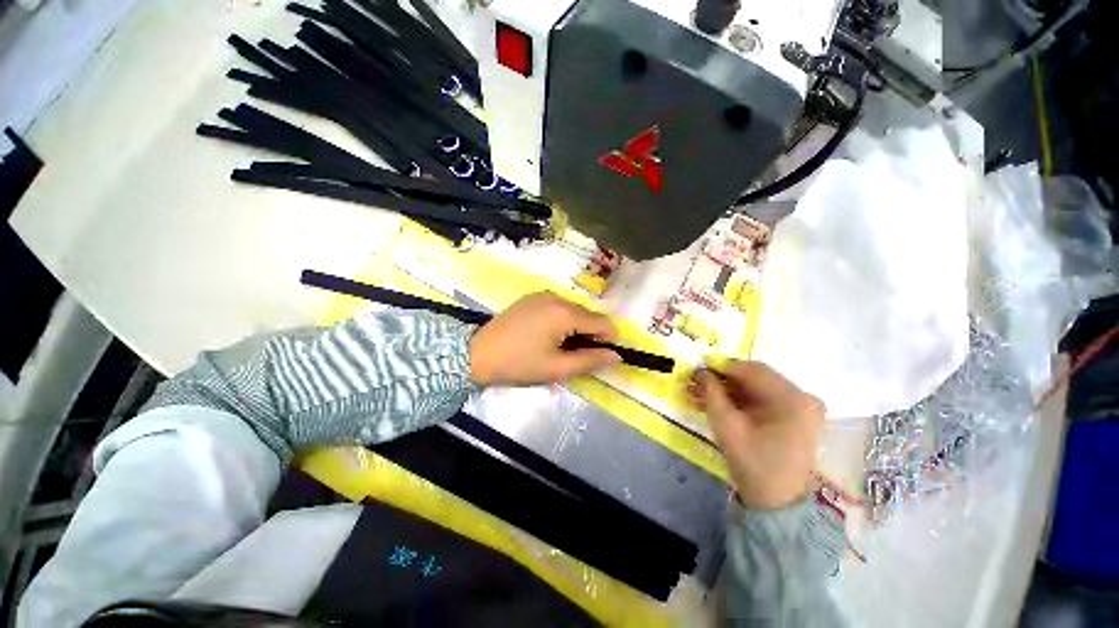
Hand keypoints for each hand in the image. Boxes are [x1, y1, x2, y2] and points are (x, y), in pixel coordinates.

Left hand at [470, 292, 621, 385]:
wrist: (477, 354)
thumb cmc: (519, 364)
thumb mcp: (557, 368)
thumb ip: (590, 361)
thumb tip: (616, 356)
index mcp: (564, 312)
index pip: (601, 322)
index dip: (609, 339)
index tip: (603, 356)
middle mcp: (556, 297)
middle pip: (587, 314)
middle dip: (590, 334)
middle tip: (576, 356)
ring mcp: (542, 294)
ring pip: (573, 310)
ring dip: (576, 327)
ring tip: (561, 347)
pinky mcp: (532, 297)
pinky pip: (558, 307)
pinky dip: (562, 320)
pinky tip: (548, 336)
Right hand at [689, 361, 824, 510]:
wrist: (777, 503)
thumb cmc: (753, 463)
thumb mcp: (726, 425)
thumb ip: (712, 392)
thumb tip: (701, 370)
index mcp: (793, 399)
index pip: (751, 369)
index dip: (721, 367)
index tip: (697, 370)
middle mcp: (803, 397)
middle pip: (754, 378)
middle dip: (721, 380)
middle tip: (695, 383)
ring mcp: (801, 407)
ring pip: (756, 389)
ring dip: (727, 390)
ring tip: (699, 394)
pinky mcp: (795, 417)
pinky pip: (763, 400)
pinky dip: (739, 401)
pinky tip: (716, 403)